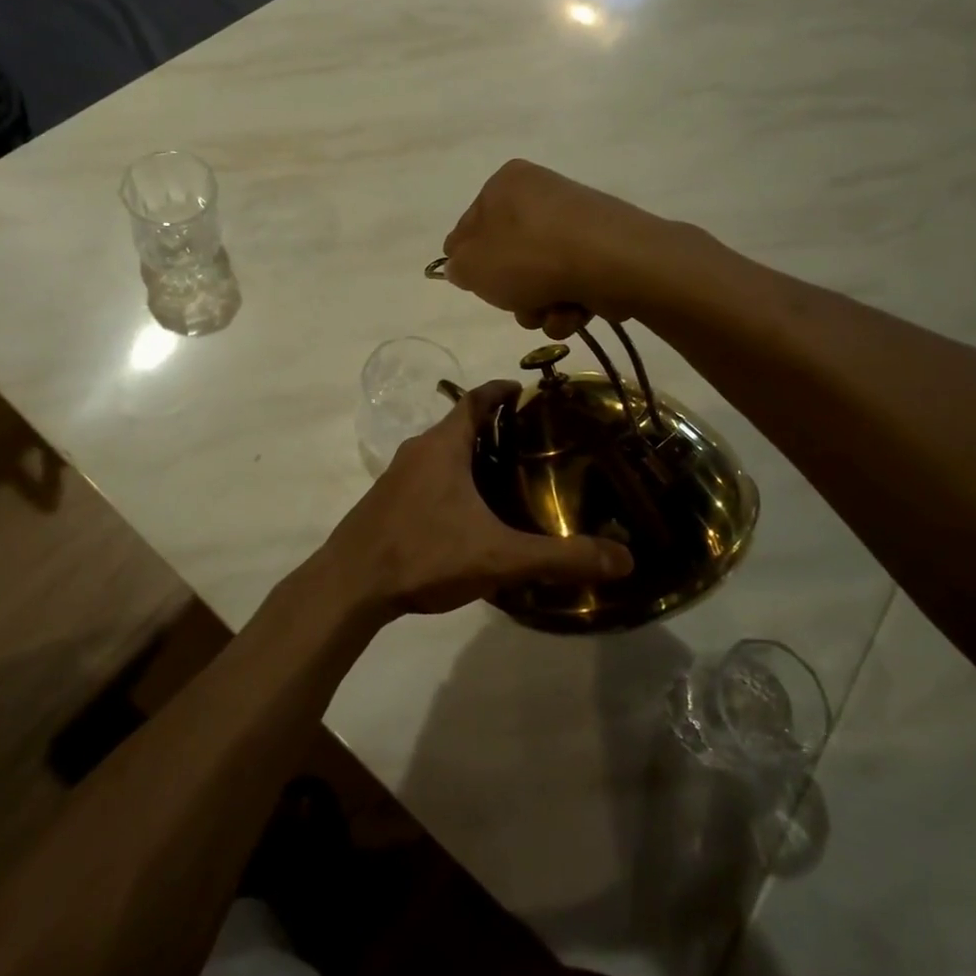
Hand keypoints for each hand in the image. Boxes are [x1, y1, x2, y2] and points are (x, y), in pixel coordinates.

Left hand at [323, 381, 630, 617]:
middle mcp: (417, 450)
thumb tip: (624, 559)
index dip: (500, 391)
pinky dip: (450, 480)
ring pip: (439, 452)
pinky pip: (425, 476)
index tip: (524, 390)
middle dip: (491, 427)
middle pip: (457, 424)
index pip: (474, 400)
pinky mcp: (386, 501)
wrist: (350, 584)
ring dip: (469, 455)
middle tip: (530, 442)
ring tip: (504, 477)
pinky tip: (466, 513)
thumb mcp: (499, 556)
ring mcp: (396, 476)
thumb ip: (560, 558)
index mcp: (442, 446)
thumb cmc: (424, 553)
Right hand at [440, 160, 677, 337]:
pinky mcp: (602, 250)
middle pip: (508, 258)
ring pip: (539, 278)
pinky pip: (570, 283)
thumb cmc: (531, 256)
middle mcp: (541, 195)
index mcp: (505, 184)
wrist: (615, 263)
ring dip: (538, 306)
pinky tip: (574, 311)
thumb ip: (457, 266)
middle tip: (516, 302)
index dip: (468, 262)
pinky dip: (568, 305)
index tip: (475, 285)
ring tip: (549, 311)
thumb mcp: (473, 265)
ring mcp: (574, 223)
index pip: (469, 228)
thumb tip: (461, 266)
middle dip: (511, 292)